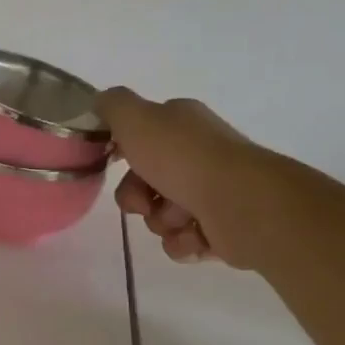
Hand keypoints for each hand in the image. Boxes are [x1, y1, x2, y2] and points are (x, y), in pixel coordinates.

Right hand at [94, 89, 259, 267]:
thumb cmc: (184, 158)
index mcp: (183, 124)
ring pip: (162, 214)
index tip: (115, 161)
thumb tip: (102, 103)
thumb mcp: (135, 118)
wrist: (243, 204)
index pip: (142, 134)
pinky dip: (183, 241)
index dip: (124, 150)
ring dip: (161, 220)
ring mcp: (215, 191)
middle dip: (137, 195)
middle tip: (144, 201)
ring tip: (180, 219)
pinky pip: (184, 240)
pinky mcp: (225, 228)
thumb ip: (112, 105)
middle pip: (146, 180)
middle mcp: (200, 154)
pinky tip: (195, 236)